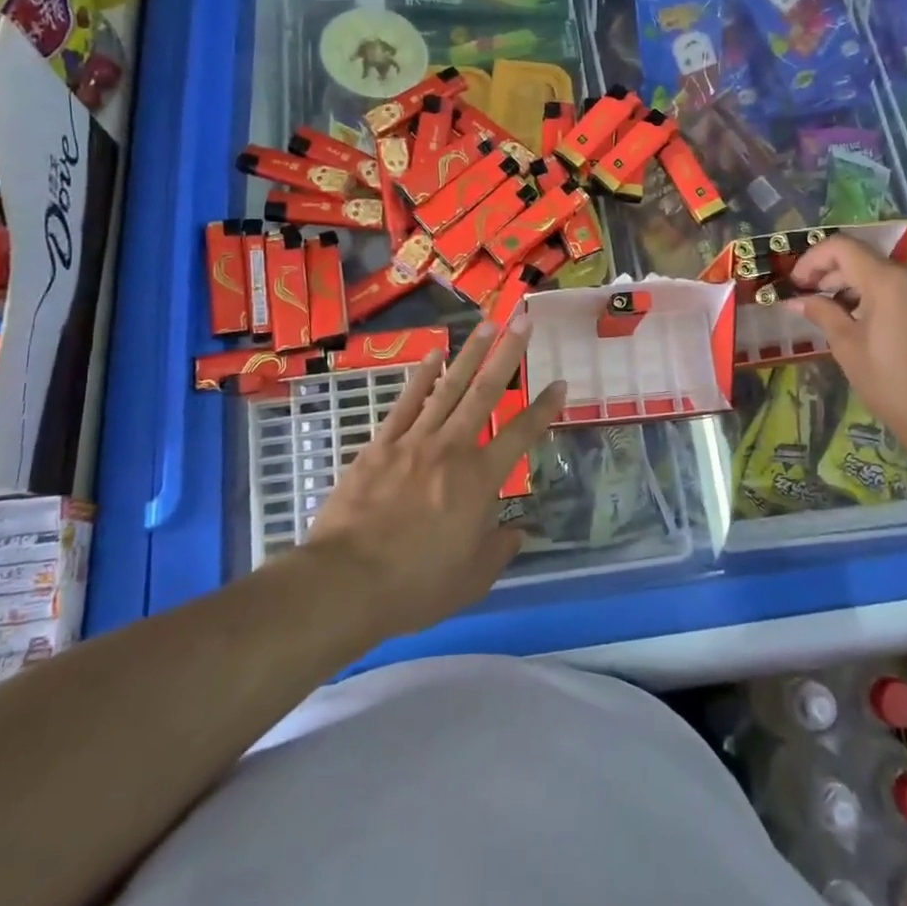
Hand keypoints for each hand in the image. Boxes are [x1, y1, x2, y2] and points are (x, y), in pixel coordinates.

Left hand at [307, 317, 564, 640]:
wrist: (346, 582)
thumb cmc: (416, 585)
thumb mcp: (472, 579)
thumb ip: (499, 550)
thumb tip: (519, 532)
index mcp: (480, 480)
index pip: (521, 434)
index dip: (544, 408)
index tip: (560, 383)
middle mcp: (452, 448)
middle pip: (486, 392)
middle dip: (509, 354)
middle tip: (524, 320)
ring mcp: (414, 441)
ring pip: (449, 387)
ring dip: (470, 353)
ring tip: (487, 324)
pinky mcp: (381, 444)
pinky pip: (406, 402)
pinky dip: (421, 376)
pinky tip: (433, 354)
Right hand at [787, 237, 906, 469]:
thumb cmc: (894, 385)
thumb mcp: (849, 349)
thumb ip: (823, 314)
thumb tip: (797, 300)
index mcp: (888, 280)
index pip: (842, 247)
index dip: (813, 259)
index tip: (797, 283)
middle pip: (869, 259)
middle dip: (837, 274)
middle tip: (815, 299)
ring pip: (895, 274)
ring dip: (865, 286)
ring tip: (848, 316)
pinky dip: (893, 297)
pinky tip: (883, 326)